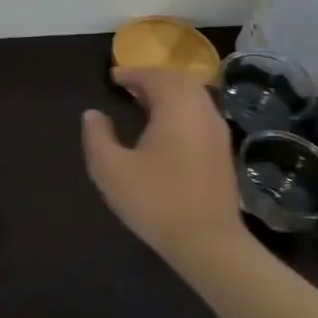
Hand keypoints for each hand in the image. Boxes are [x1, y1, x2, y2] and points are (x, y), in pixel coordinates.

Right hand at [81, 66, 246, 265]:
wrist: (209, 244)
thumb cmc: (156, 201)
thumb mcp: (111, 169)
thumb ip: (97, 136)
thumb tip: (93, 114)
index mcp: (176, 109)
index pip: (156, 77)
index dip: (133, 74)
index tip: (114, 79)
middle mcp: (202, 113)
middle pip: (180, 82)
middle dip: (154, 79)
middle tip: (130, 87)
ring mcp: (218, 133)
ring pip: (195, 98)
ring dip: (171, 94)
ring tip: (145, 104)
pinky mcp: (223, 153)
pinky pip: (201, 116)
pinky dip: (183, 110)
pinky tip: (166, 129)